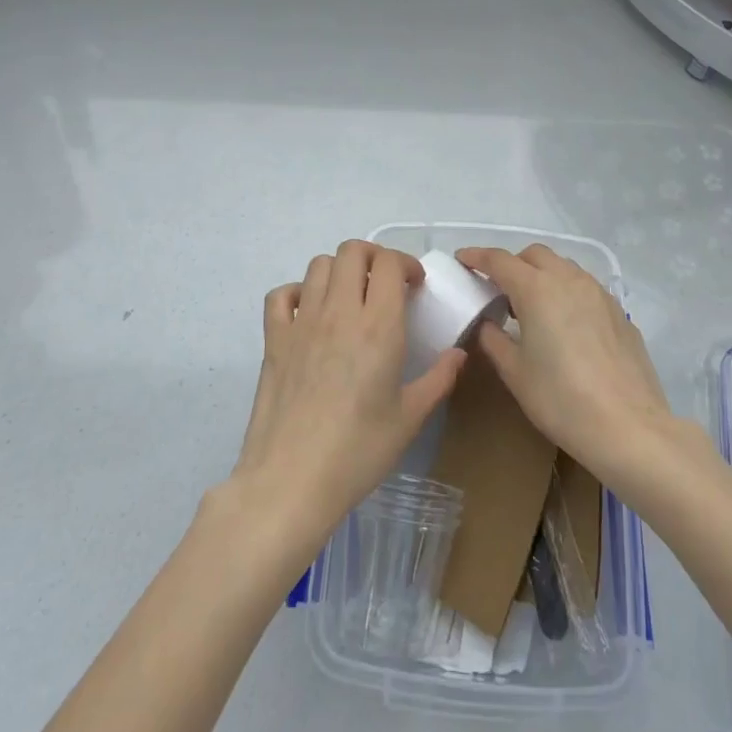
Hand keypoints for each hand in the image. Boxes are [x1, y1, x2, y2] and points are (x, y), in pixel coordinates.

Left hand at [233, 241, 465, 543]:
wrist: (291, 480)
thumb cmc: (358, 452)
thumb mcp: (410, 419)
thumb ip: (438, 379)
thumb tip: (459, 354)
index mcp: (378, 327)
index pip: (389, 264)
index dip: (405, 264)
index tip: (414, 286)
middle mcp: (338, 312)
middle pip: (351, 251)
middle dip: (373, 257)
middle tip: (385, 284)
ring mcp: (301, 323)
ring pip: (318, 265)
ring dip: (339, 270)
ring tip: (350, 297)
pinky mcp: (273, 339)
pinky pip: (281, 295)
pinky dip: (298, 292)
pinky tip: (310, 314)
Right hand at [456, 245, 672, 484]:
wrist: (629, 427)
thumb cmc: (561, 399)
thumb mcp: (515, 372)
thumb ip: (494, 340)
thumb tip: (487, 324)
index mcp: (537, 289)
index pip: (499, 260)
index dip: (477, 256)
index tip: (462, 259)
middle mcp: (569, 280)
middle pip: (534, 255)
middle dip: (512, 264)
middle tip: (497, 289)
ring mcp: (599, 293)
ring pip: (564, 268)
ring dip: (542, 275)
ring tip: (531, 307)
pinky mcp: (619, 312)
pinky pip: (585, 288)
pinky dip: (566, 292)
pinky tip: (564, 324)